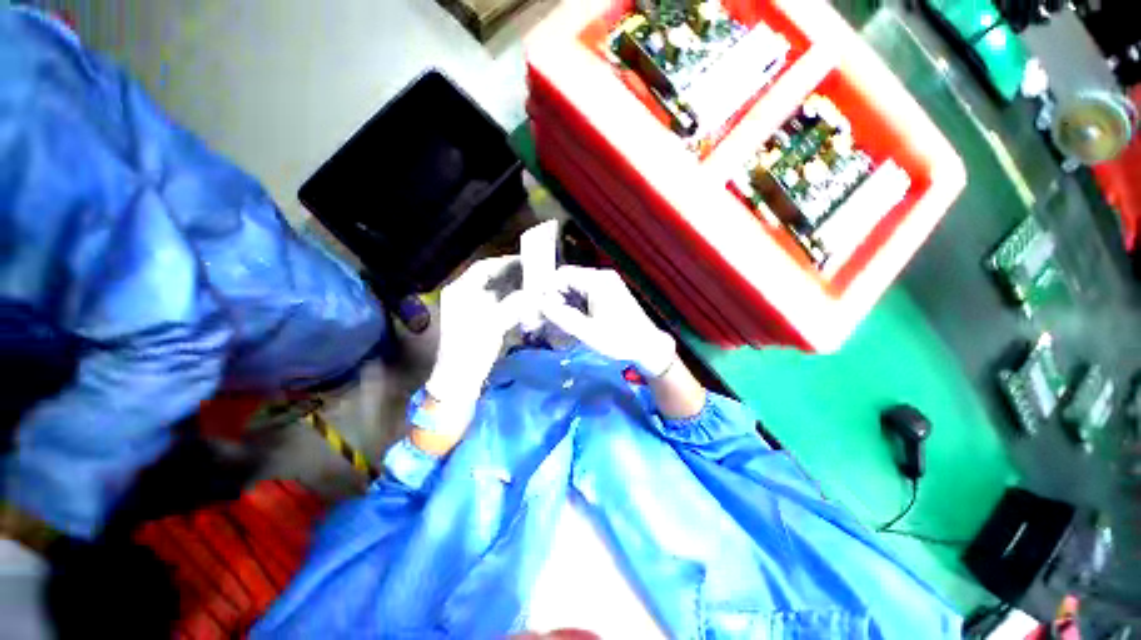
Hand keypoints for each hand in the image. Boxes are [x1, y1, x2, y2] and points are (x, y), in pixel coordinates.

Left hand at [424, 257, 526, 423]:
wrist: (459, 380)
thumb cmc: (472, 349)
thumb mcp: (495, 324)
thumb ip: (516, 304)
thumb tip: (534, 293)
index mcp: (460, 291)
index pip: (484, 267)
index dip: (506, 262)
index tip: (527, 261)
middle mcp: (463, 295)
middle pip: (490, 278)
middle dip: (512, 275)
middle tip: (534, 273)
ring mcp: (469, 308)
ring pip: (494, 291)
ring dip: (513, 287)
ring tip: (533, 285)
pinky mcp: (477, 321)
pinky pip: (496, 304)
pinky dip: (510, 301)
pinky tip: (525, 302)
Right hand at [540, 266, 675, 377]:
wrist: (648, 347)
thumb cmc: (620, 340)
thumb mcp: (587, 332)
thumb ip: (561, 316)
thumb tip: (541, 303)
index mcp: (598, 281)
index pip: (563, 275)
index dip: (548, 290)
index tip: (540, 309)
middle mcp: (602, 276)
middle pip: (569, 280)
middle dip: (555, 297)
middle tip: (547, 317)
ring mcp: (607, 284)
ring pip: (576, 287)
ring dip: (565, 301)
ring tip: (559, 321)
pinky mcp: (610, 292)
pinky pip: (585, 293)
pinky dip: (576, 304)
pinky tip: (574, 319)